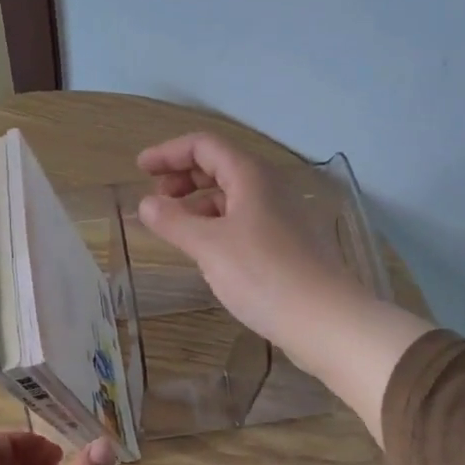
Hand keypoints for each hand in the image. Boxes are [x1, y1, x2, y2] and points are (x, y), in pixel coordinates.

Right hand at [137, 131, 434, 444]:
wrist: (323, 319)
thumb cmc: (262, 275)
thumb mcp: (209, 247)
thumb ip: (173, 222)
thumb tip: (146, 204)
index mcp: (251, 176)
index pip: (205, 145)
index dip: (169, 153)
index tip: (140, 169)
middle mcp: (270, 187)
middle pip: (220, 166)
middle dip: (183, 177)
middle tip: (156, 199)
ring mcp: (282, 216)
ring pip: (233, 196)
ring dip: (199, 203)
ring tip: (175, 227)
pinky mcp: (288, 243)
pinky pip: (244, 220)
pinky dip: (218, 225)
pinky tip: (207, 250)